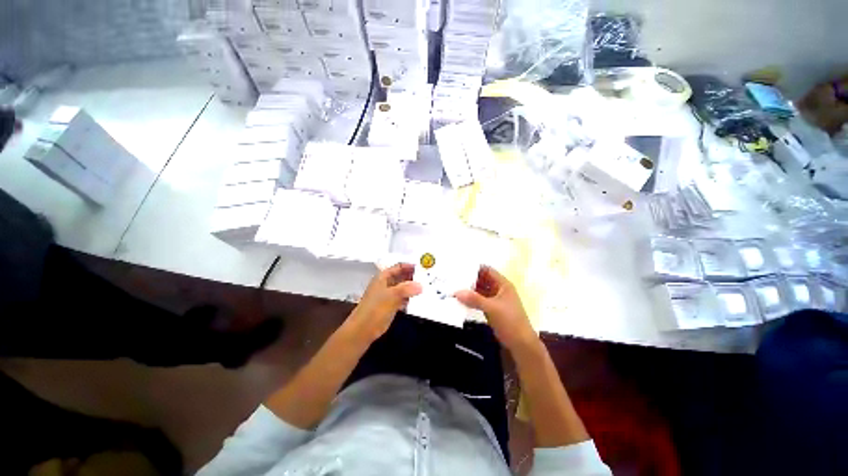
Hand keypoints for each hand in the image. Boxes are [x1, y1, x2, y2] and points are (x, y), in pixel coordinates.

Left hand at [347, 263, 421, 343]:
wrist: (363, 329)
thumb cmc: (375, 309)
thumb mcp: (392, 295)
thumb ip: (407, 289)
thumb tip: (420, 285)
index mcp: (383, 277)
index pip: (399, 267)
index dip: (409, 266)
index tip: (422, 268)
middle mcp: (386, 284)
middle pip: (401, 276)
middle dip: (413, 277)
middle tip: (426, 278)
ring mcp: (388, 295)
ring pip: (403, 288)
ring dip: (412, 288)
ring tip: (425, 287)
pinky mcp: (390, 305)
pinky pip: (402, 298)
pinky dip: (409, 298)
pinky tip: (418, 300)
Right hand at [455, 266, 538, 352]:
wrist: (521, 344)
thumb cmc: (510, 321)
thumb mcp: (492, 308)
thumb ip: (474, 299)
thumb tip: (456, 292)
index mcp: (503, 284)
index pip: (487, 270)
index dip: (475, 267)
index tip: (460, 267)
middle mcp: (498, 289)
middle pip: (482, 279)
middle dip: (469, 279)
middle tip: (453, 277)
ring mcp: (495, 299)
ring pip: (480, 290)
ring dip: (469, 289)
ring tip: (454, 286)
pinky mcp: (491, 309)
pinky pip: (479, 300)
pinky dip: (471, 299)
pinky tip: (460, 299)